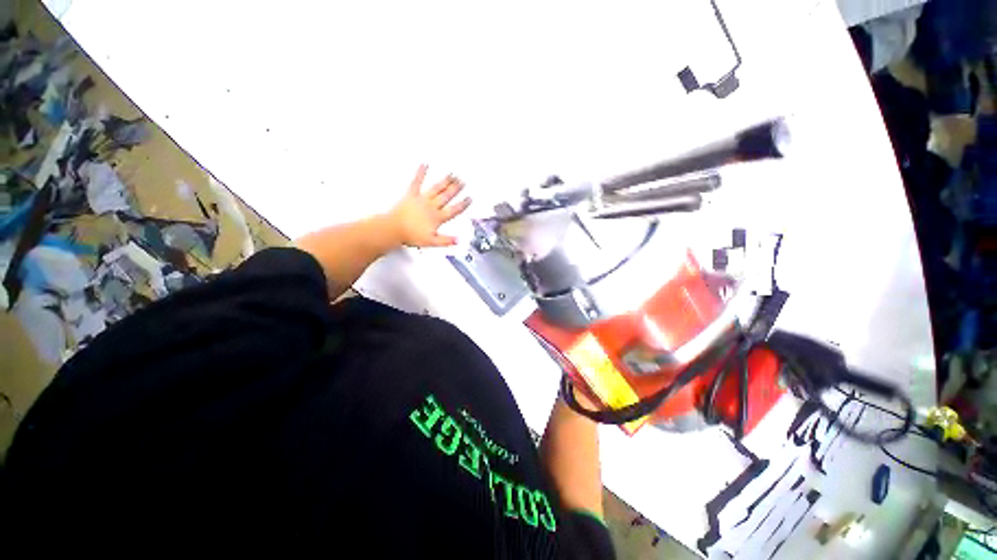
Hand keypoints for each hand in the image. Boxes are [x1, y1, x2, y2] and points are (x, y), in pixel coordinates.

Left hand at [387, 164, 471, 246]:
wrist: (394, 229)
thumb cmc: (411, 235)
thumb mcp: (432, 242)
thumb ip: (446, 240)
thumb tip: (458, 240)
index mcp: (437, 217)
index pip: (454, 210)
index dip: (462, 204)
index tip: (469, 199)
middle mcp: (431, 206)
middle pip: (447, 196)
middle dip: (456, 189)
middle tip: (462, 182)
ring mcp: (422, 199)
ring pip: (436, 188)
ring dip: (445, 181)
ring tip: (452, 175)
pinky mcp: (411, 195)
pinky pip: (417, 182)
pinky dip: (421, 173)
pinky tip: (424, 165)